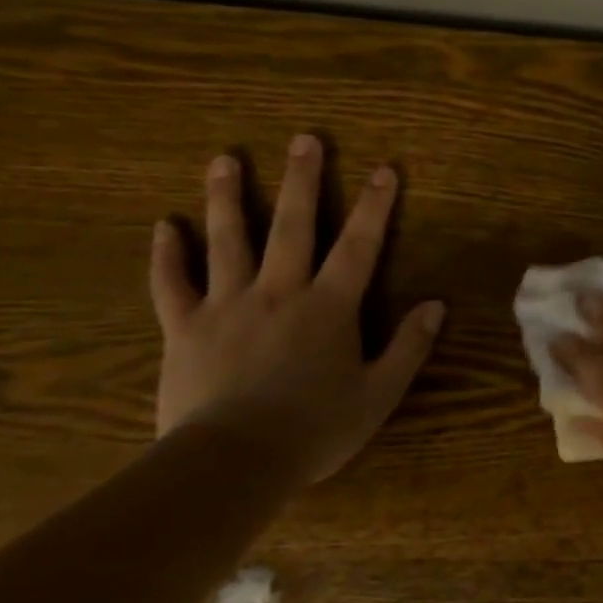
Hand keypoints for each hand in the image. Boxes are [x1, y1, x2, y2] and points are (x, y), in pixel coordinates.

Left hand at [149, 134, 445, 483]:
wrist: (232, 463)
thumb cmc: (315, 428)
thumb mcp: (379, 394)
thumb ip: (409, 347)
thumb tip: (436, 305)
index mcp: (329, 307)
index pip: (359, 245)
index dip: (375, 206)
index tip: (384, 169)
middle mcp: (279, 292)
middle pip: (292, 226)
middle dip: (302, 180)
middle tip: (304, 139)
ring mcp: (227, 306)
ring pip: (228, 240)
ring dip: (228, 197)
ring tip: (226, 159)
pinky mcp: (184, 329)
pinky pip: (171, 284)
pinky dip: (167, 255)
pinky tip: (165, 226)